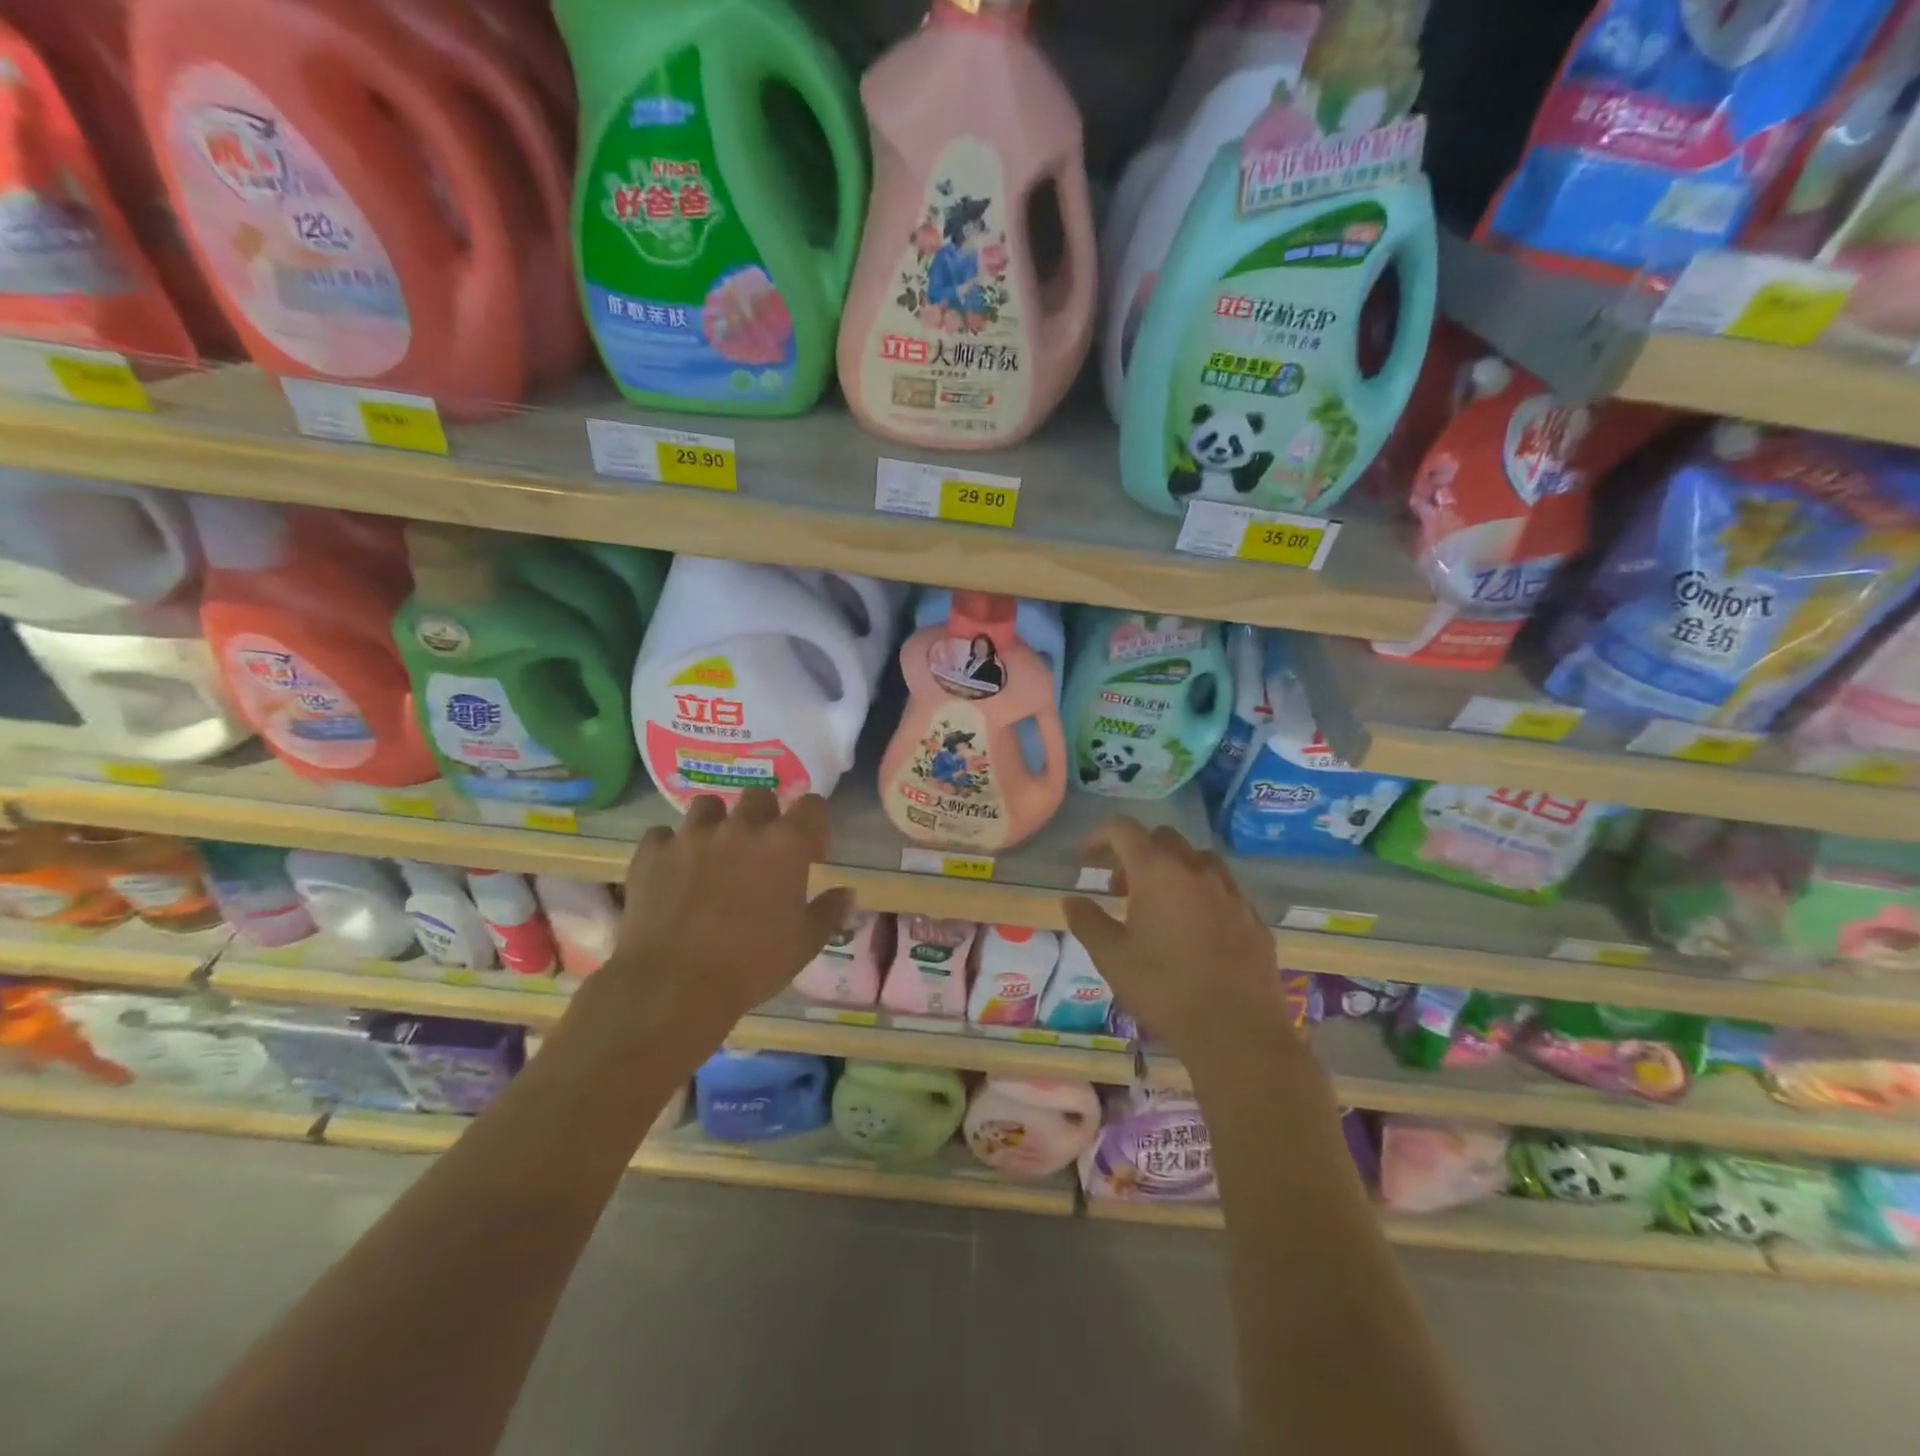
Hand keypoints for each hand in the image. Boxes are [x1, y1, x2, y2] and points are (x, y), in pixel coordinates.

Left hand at [581, 789, 853, 1058]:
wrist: (673, 987)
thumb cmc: (752, 965)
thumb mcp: (805, 944)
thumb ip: (829, 912)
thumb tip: (846, 893)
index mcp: (784, 844)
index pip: (812, 806)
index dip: (815, 826)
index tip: (811, 855)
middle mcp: (740, 828)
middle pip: (759, 796)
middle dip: (765, 818)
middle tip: (762, 853)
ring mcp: (692, 836)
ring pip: (708, 806)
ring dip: (717, 824)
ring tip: (715, 854)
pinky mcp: (652, 853)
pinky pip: (663, 835)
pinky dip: (671, 848)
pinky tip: (673, 871)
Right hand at [1062, 817, 1289, 1064]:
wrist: (1237, 1032)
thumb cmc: (1164, 990)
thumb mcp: (1111, 958)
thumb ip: (1087, 922)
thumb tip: (1072, 900)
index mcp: (1158, 871)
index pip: (1123, 830)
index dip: (1100, 836)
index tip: (1086, 857)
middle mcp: (1197, 870)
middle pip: (1162, 839)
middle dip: (1136, 853)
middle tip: (1120, 888)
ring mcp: (1231, 892)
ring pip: (1197, 860)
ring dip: (1172, 870)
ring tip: (1159, 907)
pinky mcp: (1253, 918)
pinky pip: (1223, 889)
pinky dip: (1201, 894)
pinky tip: (1195, 930)